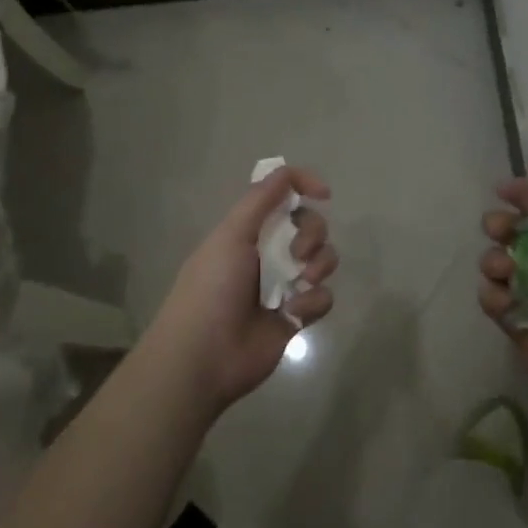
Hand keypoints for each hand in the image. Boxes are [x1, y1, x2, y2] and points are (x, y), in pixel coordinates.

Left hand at [146, 165, 337, 414]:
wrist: (204, 356)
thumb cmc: (212, 288)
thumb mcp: (231, 234)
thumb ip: (261, 199)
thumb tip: (290, 172)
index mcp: (249, 230)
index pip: (282, 196)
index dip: (304, 187)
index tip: (323, 193)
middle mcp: (268, 253)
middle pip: (310, 226)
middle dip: (313, 233)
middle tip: (298, 253)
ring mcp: (284, 285)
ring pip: (322, 260)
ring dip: (319, 265)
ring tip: (301, 281)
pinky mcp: (296, 316)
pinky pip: (323, 297)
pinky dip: (313, 301)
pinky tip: (293, 313)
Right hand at [478, 158, 527, 428]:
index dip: (522, 195)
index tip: (501, 191)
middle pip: (512, 233)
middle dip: (499, 226)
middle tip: (499, 231)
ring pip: (497, 265)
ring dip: (493, 261)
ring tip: (505, 273)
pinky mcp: (518, 325)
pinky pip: (491, 300)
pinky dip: (493, 296)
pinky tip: (505, 303)